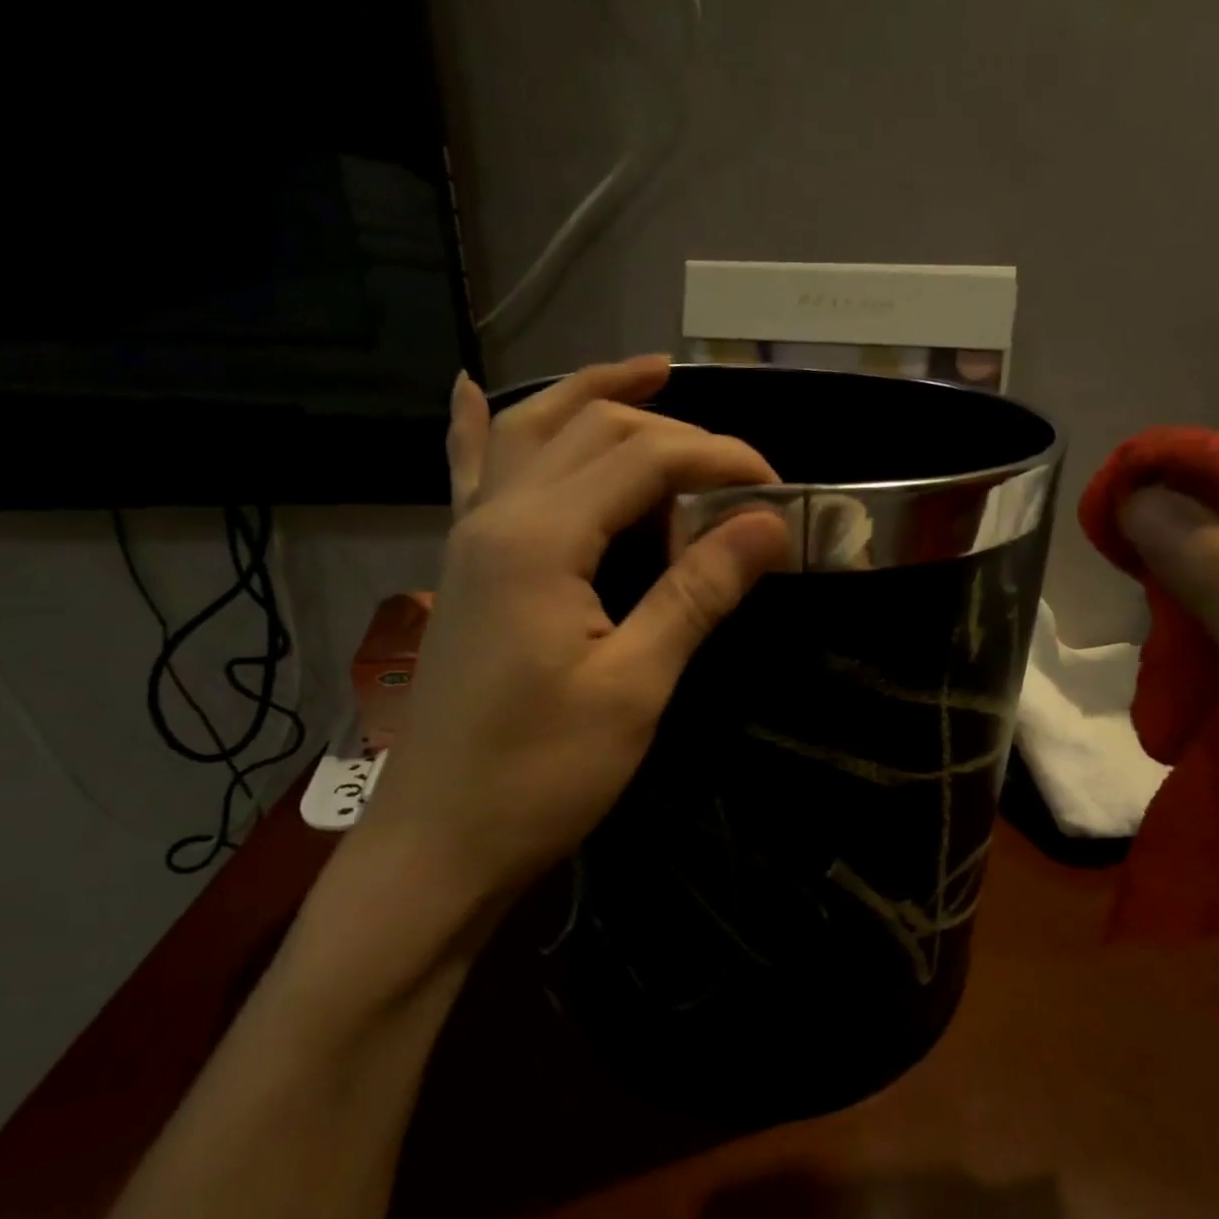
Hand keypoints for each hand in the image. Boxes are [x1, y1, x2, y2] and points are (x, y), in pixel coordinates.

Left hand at [354, 356, 789, 951]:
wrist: (441, 842)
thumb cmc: (541, 775)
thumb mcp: (634, 687)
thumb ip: (697, 593)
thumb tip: (769, 523)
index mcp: (540, 539)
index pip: (645, 459)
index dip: (719, 459)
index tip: (778, 488)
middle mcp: (496, 516)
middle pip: (592, 431)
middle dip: (673, 432)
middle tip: (737, 467)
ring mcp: (468, 538)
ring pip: (533, 434)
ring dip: (593, 396)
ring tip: (652, 375)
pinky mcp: (463, 570)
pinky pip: (470, 477)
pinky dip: (481, 429)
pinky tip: (472, 391)